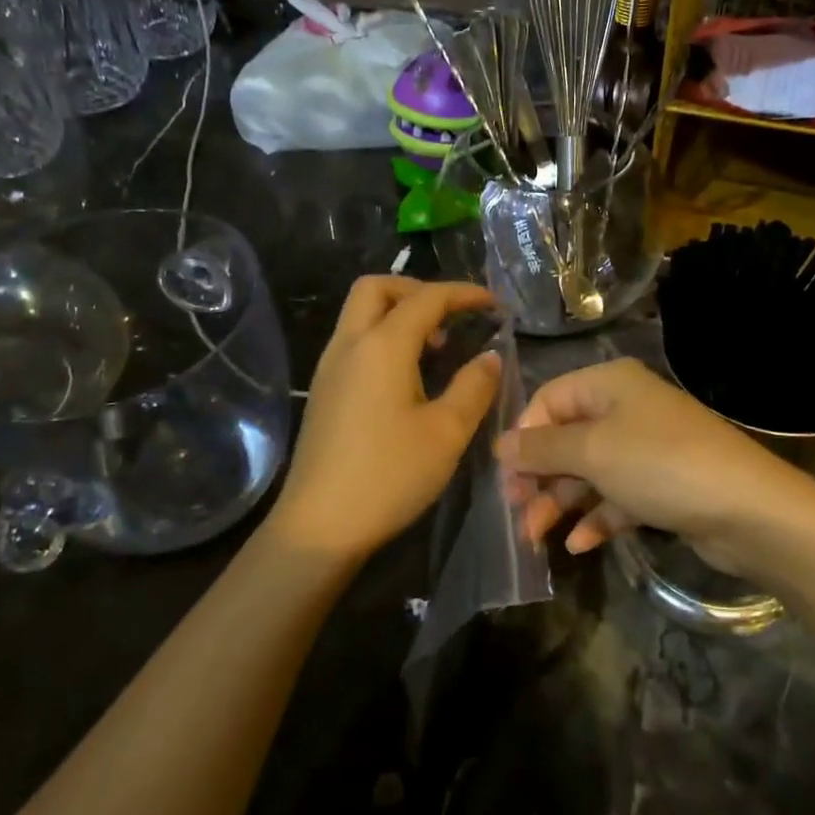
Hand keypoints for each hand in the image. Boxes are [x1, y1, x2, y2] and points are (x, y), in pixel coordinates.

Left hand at [267, 277, 500, 565]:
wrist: (319, 526)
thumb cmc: (389, 475)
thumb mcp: (447, 432)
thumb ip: (474, 385)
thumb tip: (490, 355)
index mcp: (382, 345)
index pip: (427, 298)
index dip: (465, 294)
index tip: (496, 305)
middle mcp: (350, 344)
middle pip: (378, 288)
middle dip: (418, 290)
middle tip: (452, 316)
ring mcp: (330, 367)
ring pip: (361, 313)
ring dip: (399, 313)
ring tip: (437, 347)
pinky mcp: (323, 391)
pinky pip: (354, 340)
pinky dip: (383, 337)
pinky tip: (408, 375)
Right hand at [500, 358, 814, 584]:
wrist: (748, 511)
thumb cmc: (660, 465)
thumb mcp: (592, 452)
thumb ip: (542, 448)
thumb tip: (500, 445)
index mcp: (610, 384)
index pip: (549, 399)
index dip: (525, 434)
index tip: (506, 475)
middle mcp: (626, 409)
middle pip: (566, 438)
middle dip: (539, 475)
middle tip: (515, 512)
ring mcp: (646, 449)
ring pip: (589, 472)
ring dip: (560, 502)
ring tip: (535, 537)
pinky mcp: (661, 486)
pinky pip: (616, 497)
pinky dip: (596, 518)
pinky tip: (578, 545)